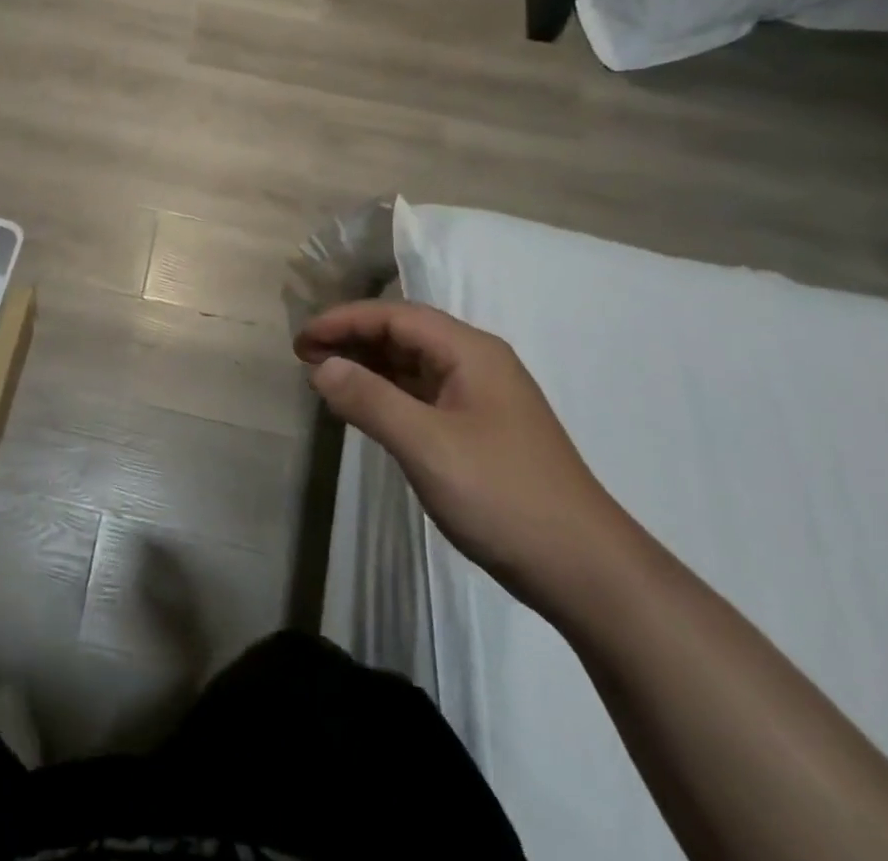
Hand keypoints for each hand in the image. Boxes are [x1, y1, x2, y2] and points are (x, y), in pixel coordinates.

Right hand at [295, 300, 635, 614]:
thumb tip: (321, 366)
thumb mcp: (427, 445)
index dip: (343, 321)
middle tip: (305, 358)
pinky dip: (387, 393)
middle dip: (352, 339)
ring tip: (325, 378)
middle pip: (404, 334)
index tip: (301, 340)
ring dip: (367, 366)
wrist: (586, 572)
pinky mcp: (480, 430)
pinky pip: (422, 394)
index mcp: (470, 352)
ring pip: (412, 365)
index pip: (395, 316)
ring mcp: (481, 398)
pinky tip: (364, 408)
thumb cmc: (503, 496)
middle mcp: (477, 364)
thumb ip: (370, 400)